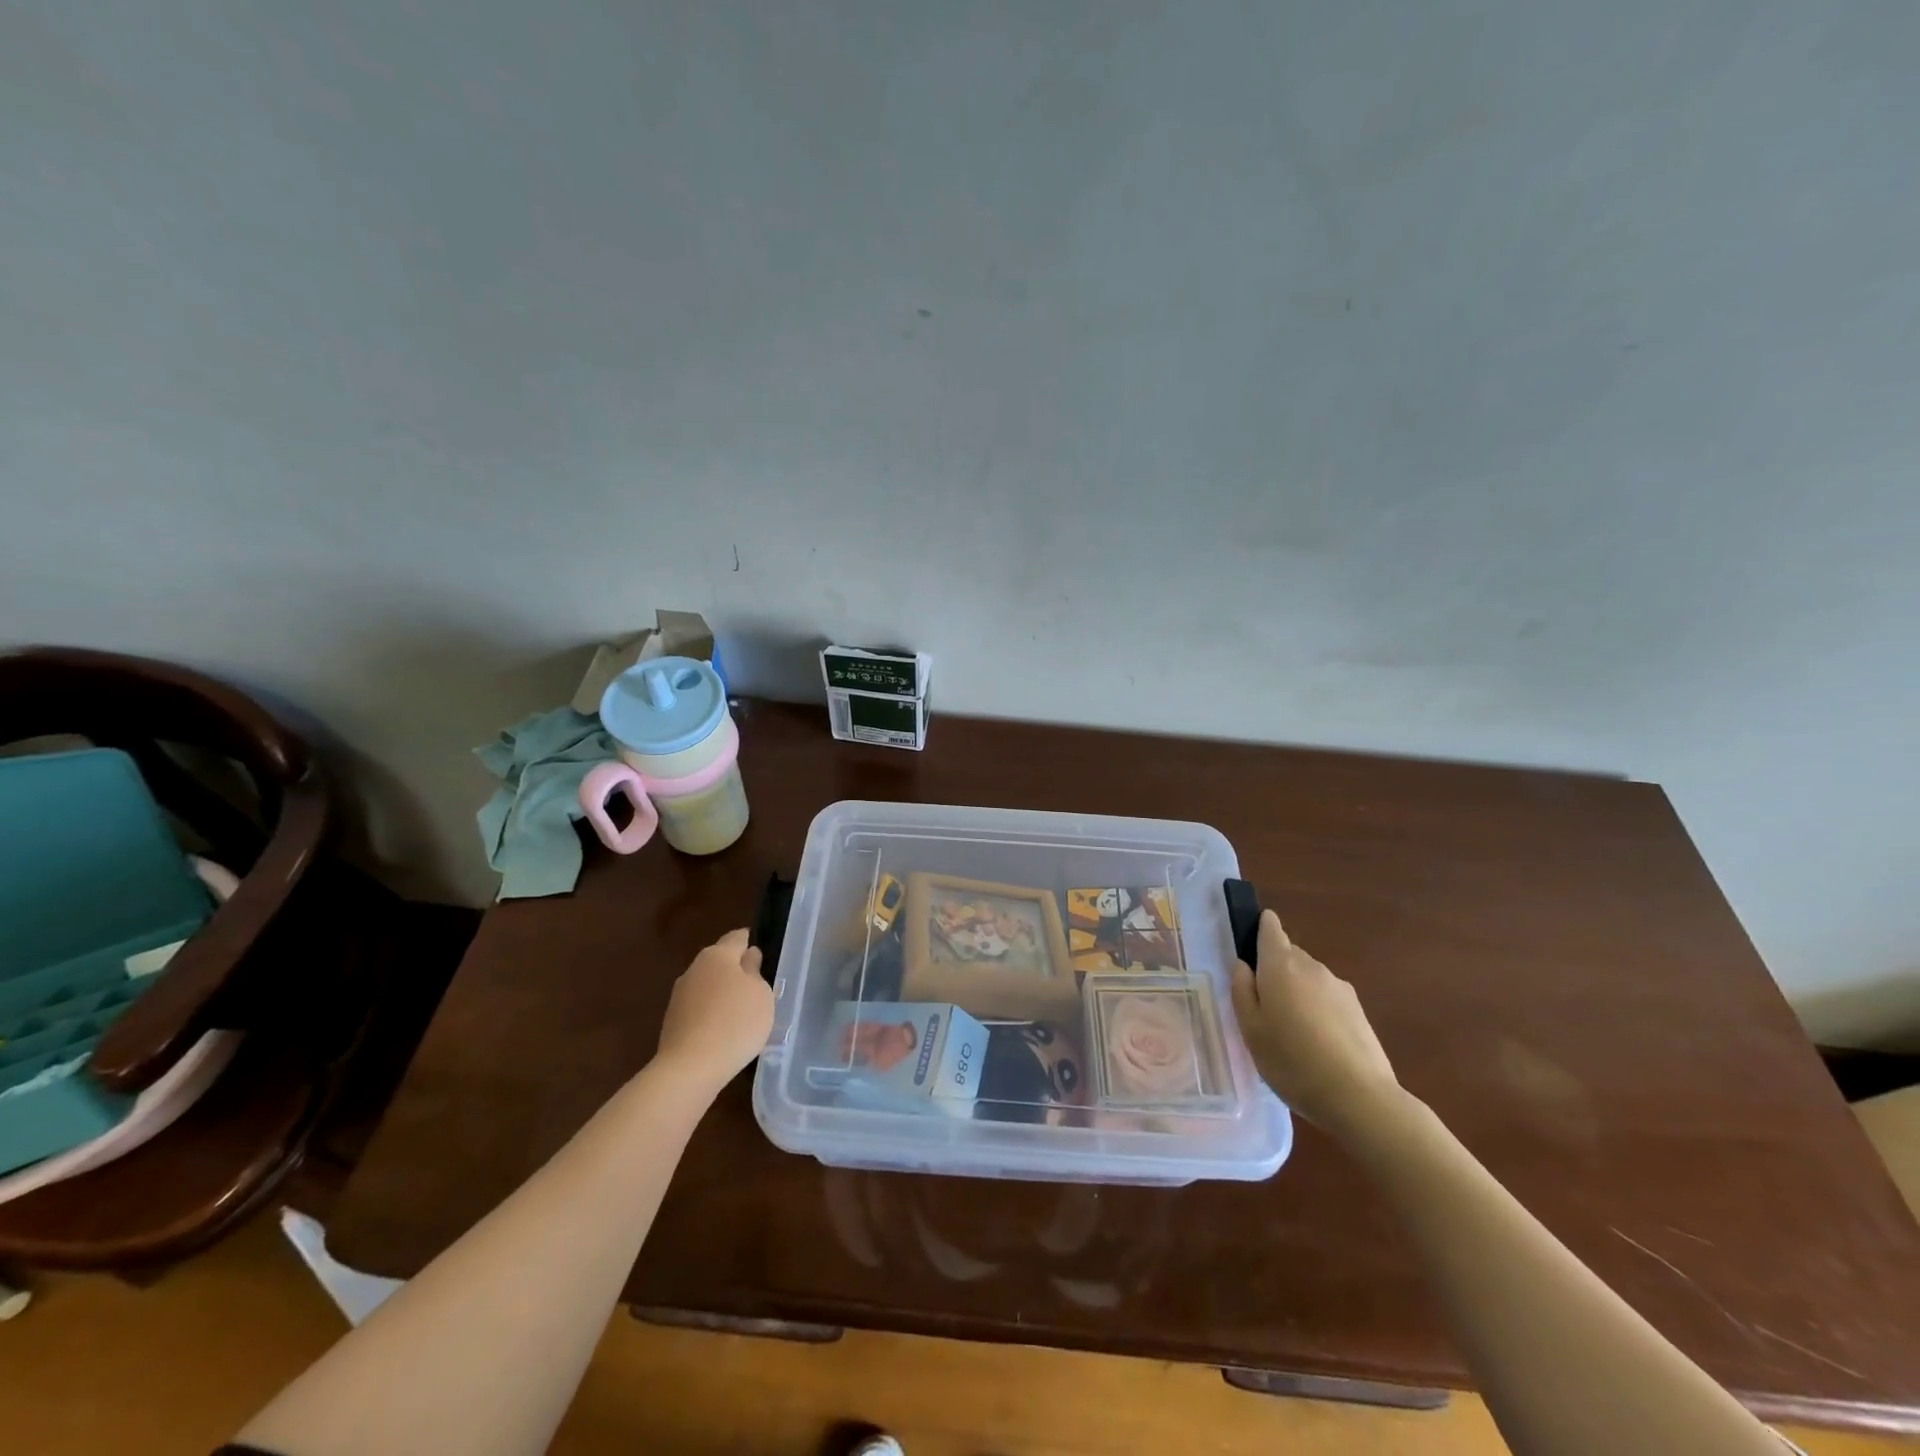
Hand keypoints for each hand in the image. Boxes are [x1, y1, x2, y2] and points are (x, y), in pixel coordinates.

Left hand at [656, 929, 774, 1088]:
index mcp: (717, 955)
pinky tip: (725, 1032)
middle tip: (759, 988)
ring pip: (709, 986)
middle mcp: (694, 969)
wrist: (690, 1068)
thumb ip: (755, 971)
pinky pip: (700, 1009)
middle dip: (738, 970)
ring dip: (724, 994)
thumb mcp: (761, 994)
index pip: (738, 937)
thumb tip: (748, 957)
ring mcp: (680, 996)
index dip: (753, 942)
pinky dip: (713, 1014)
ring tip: (744, 1014)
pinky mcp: (673, 1021)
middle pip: (721, 961)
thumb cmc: (735, 1023)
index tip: (766, 956)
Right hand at [1231, 910, 1401, 1138]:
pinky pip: (1328, 999)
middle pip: (1290, 955)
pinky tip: (1316, 1044)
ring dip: (1298, 993)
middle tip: (1264, 1004)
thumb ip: (1242, 990)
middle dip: (1276, 970)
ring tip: (1291, 1031)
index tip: (1253, 941)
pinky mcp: (1359, 1011)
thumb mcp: (1250, 1029)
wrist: (1360, 1097)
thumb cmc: (1291, 1060)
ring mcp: (1339, 988)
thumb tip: (1243, 965)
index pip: (1271, 929)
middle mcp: (1311, 967)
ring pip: (1310, 978)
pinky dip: (1318, 1011)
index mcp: (1280, 965)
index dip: (1261, 929)